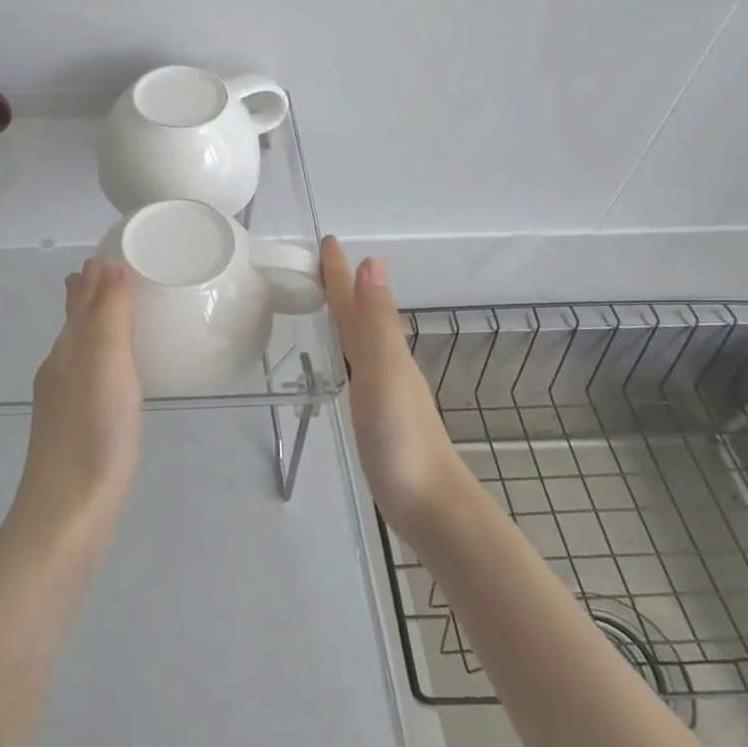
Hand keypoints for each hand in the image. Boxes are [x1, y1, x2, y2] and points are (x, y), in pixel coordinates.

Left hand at [16, 257, 143, 541]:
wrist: (67, 513)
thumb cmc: (94, 432)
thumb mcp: (106, 364)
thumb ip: (107, 315)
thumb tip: (106, 264)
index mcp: (68, 350)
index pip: (79, 299)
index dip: (93, 276)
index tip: (110, 255)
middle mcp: (60, 370)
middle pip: (74, 323)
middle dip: (88, 297)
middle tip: (109, 274)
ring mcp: (63, 403)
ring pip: (79, 351)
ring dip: (93, 326)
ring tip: (112, 313)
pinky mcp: (74, 430)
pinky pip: (87, 377)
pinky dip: (99, 360)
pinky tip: (111, 375)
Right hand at [321, 237, 467, 534]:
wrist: (430, 505)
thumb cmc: (402, 439)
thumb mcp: (384, 373)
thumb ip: (376, 322)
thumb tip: (372, 260)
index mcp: (384, 350)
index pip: (357, 301)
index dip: (341, 272)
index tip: (327, 241)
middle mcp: (385, 363)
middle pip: (360, 316)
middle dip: (342, 287)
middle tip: (317, 265)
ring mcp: (384, 391)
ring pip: (359, 341)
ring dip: (345, 317)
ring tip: (325, 303)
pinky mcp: (377, 416)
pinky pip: (355, 368)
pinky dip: (345, 352)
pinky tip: (341, 362)